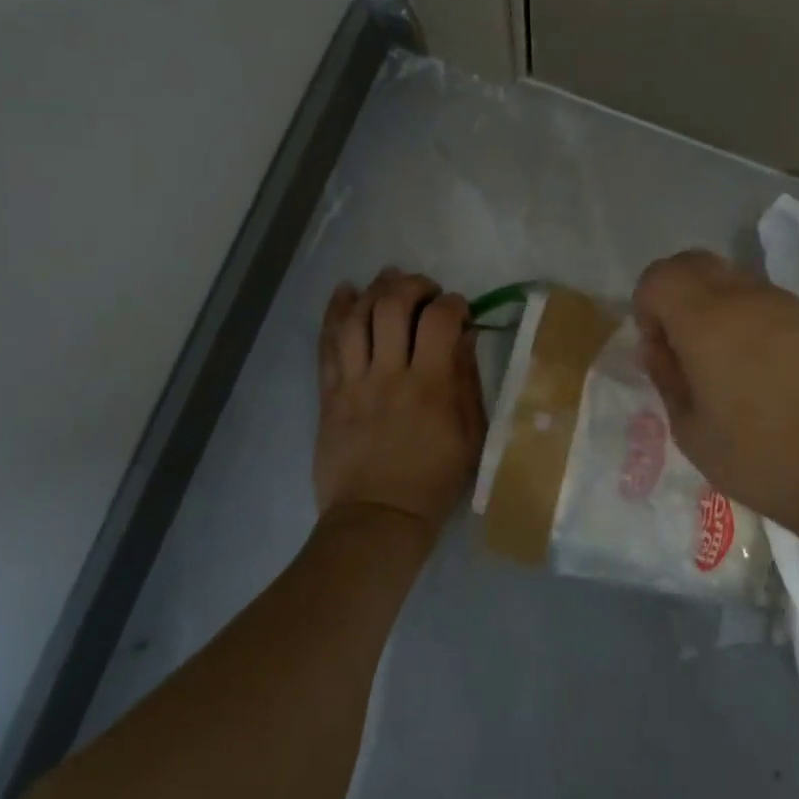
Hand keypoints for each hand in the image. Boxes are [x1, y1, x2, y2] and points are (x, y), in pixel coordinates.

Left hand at [315, 268, 485, 539]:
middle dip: (412, 286)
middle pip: (392, 307)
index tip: (458, 308)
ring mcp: (354, 383)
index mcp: (430, 386)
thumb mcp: (471, 435)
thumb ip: (467, 381)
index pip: (439, 320)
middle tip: (425, 290)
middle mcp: (389, 375)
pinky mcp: (329, 394)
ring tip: (388, 279)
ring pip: (356, 318)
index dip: (452, 302)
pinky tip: (345, 291)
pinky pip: (327, 345)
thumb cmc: (433, 481)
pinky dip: (335, 312)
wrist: (377, 519)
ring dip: (374, 290)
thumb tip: (464, 336)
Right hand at [633, 250, 798, 533]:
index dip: (646, 307)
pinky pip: (763, 301)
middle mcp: (744, 297)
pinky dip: (744, 318)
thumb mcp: (692, 431)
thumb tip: (659, 348)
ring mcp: (784, 305)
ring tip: (721, 363)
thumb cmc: (763, 457)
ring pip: (731, 279)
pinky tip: (758, 370)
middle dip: (674, 293)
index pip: (659, 276)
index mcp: (705, 318)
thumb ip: (667, 378)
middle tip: (680, 347)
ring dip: (711, 305)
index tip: (659, 351)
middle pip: (693, 263)